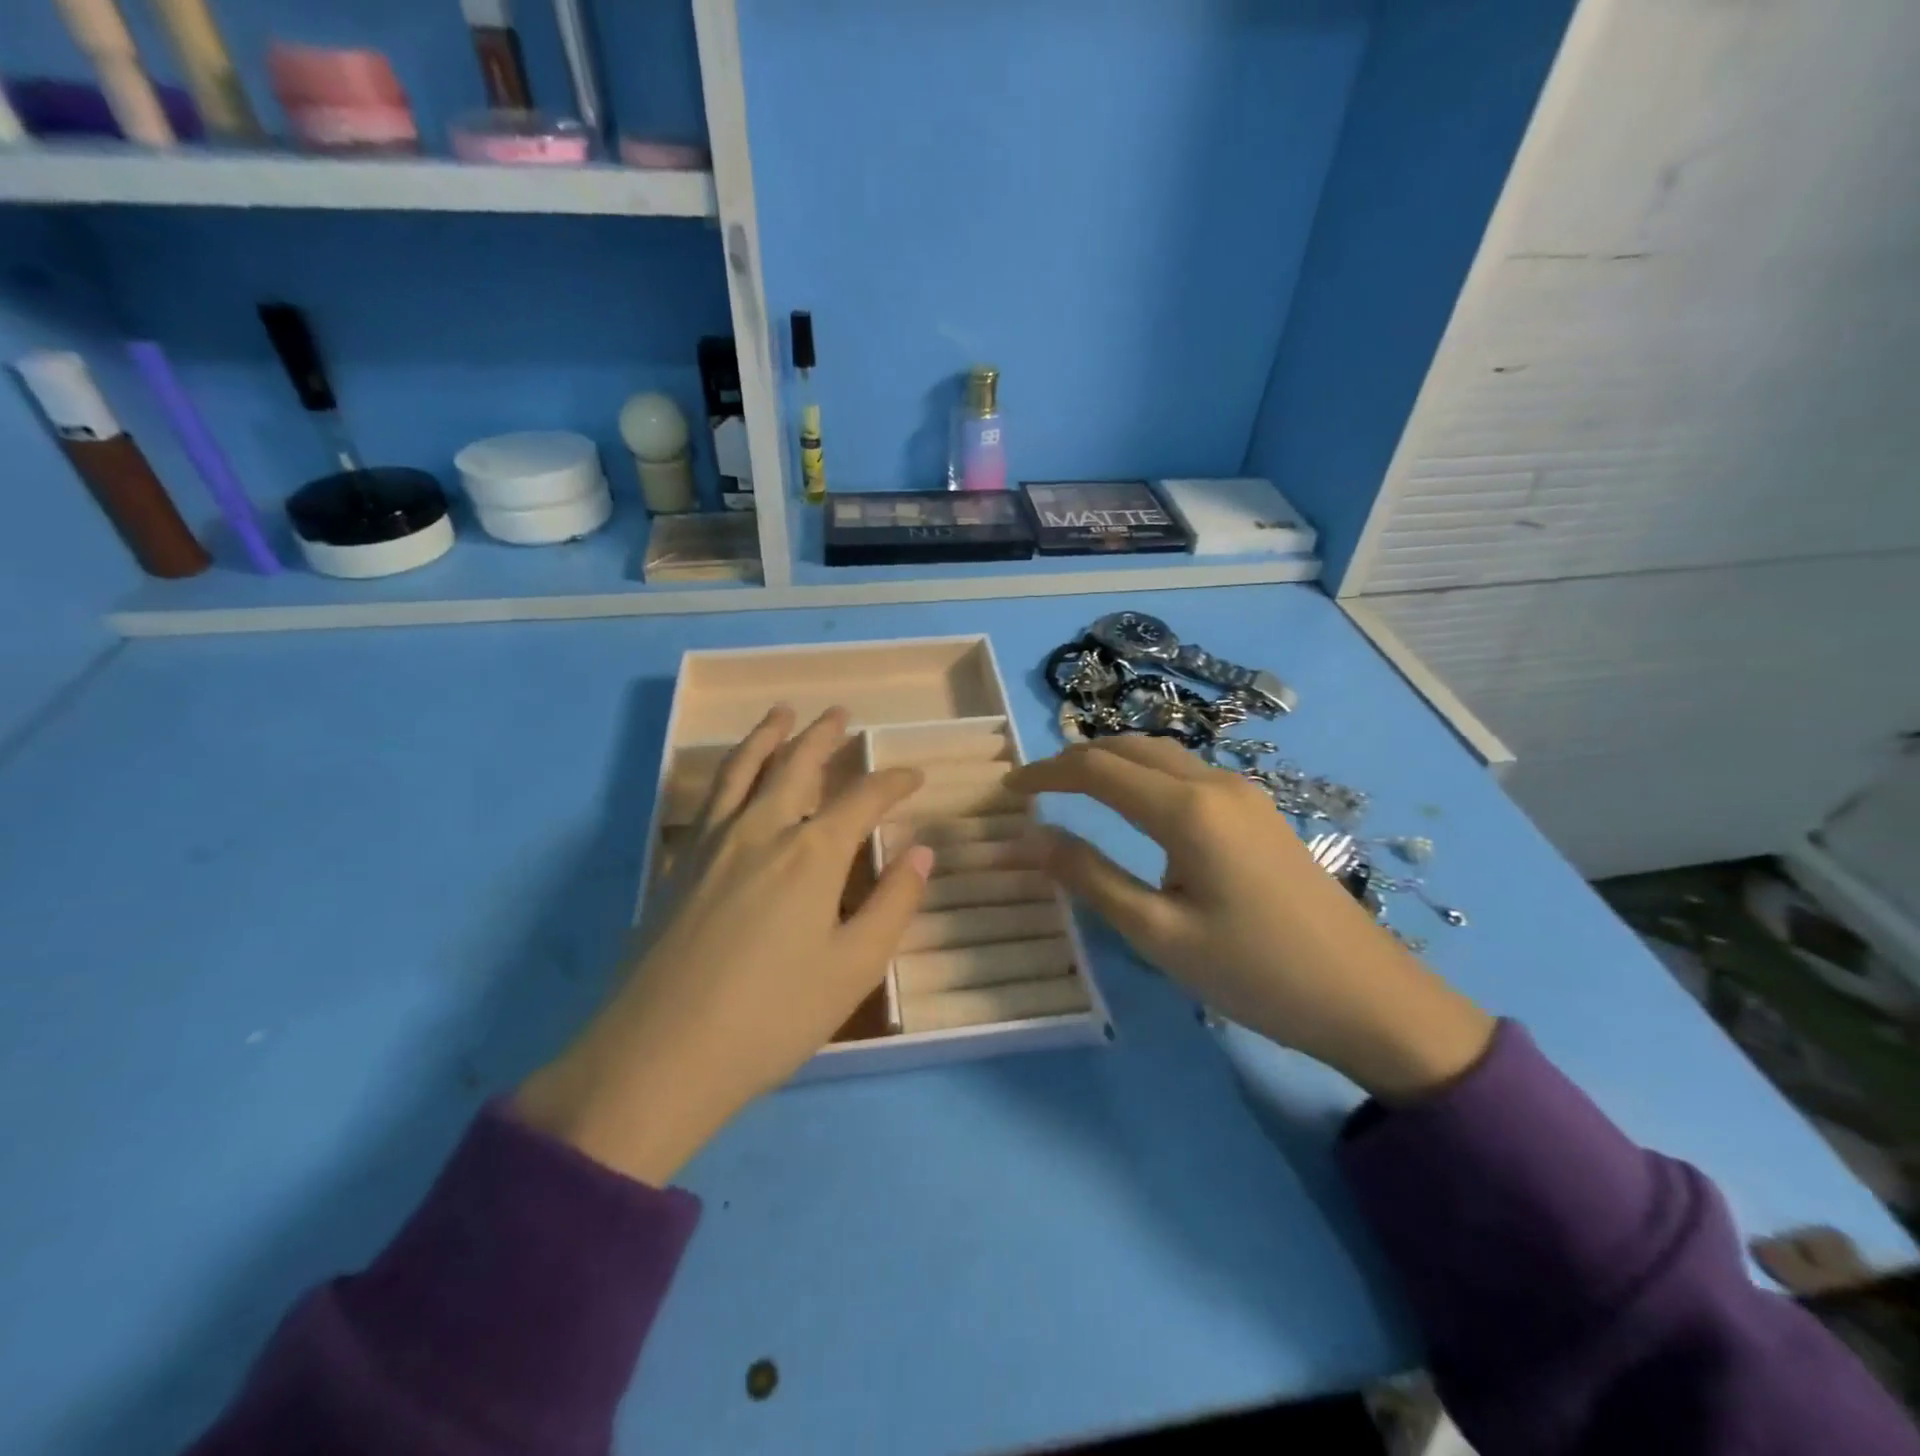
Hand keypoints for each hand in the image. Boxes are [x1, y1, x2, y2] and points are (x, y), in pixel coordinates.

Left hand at [516, 706, 931, 1184]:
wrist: (658, 1056)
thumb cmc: (772, 1017)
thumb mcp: (853, 968)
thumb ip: (893, 904)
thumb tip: (921, 852)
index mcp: (812, 853)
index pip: (862, 798)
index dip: (893, 782)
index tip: (913, 776)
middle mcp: (761, 830)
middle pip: (796, 765)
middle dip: (822, 736)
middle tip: (839, 713)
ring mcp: (711, 844)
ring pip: (743, 770)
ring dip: (768, 736)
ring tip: (782, 712)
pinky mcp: (678, 865)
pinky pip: (709, 798)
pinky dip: (728, 772)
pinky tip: (732, 779)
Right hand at [1007, 737, 1493, 1101]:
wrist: (1369, 997)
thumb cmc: (1255, 973)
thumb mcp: (1158, 933)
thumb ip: (1088, 877)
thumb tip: (1026, 839)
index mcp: (1187, 810)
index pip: (1096, 769)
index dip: (1046, 773)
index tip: (1008, 789)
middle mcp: (1215, 783)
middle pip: (1129, 747)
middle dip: (1076, 759)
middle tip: (1037, 789)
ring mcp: (1244, 792)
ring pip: (1161, 754)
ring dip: (1112, 763)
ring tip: (1075, 792)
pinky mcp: (1259, 810)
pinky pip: (1187, 772)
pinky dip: (1144, 775)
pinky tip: (1136, 807)